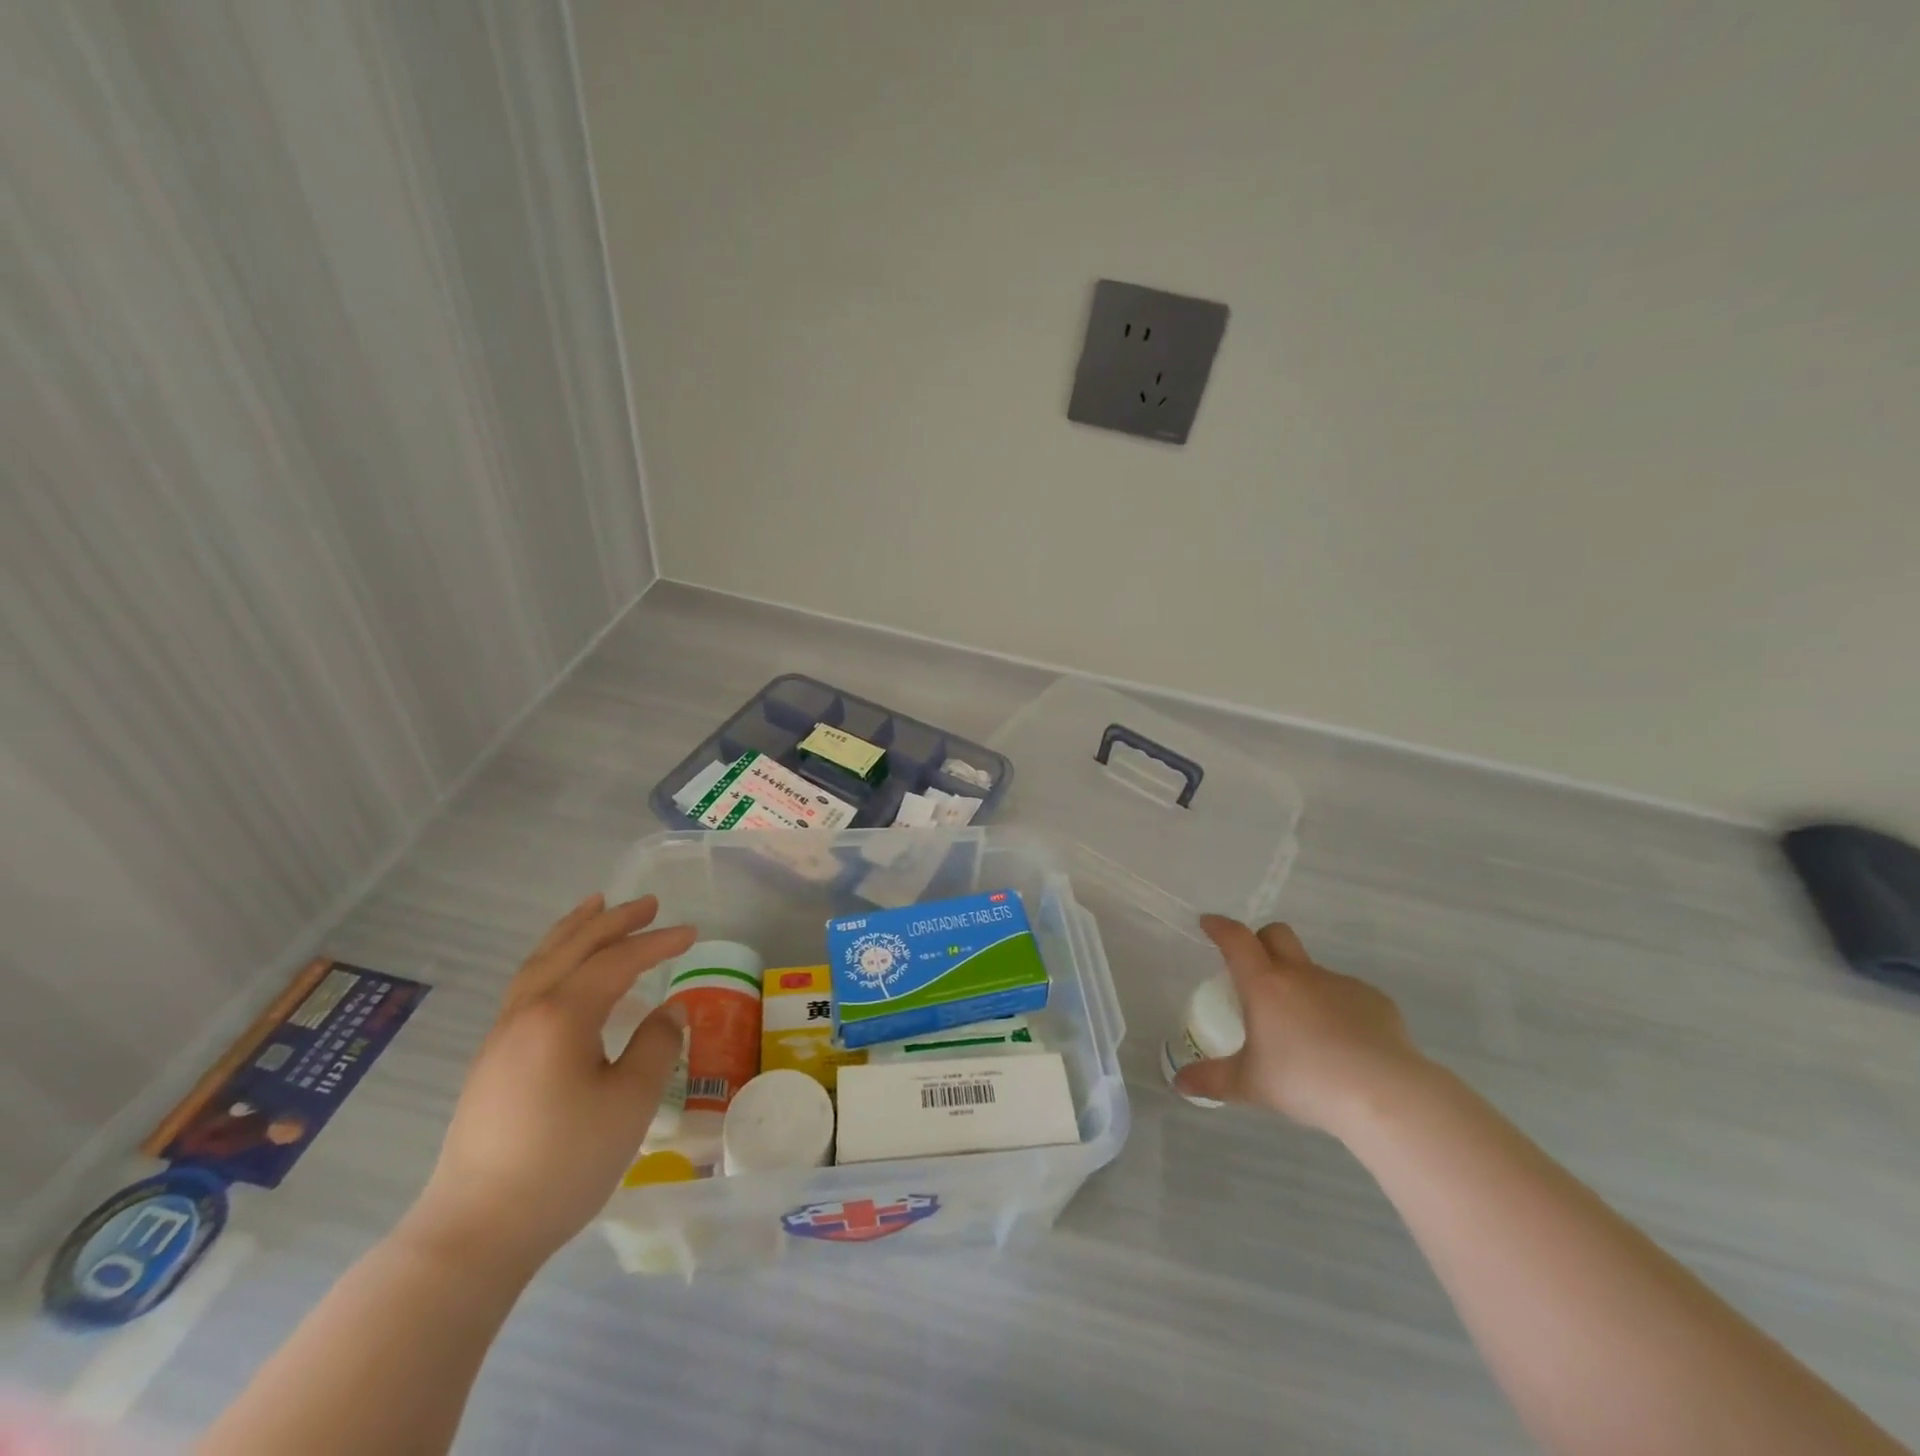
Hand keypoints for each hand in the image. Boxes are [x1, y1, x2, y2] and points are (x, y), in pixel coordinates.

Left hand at [408, 894, 696, 1268]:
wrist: (474, 1232)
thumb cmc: (563, 1162)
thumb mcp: (630, 1102)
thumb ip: (656, 1045)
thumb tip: (670, 1011)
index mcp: (561, 1015)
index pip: (617, 961)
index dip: (657, 943)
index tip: (693, 932)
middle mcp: (527, 1012)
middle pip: (573, 948)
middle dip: (613, 921)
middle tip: (648, 902)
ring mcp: (502, 1036)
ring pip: (541, 963)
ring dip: (574, 931)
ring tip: (595, 908)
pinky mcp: (492, 1061)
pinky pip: (527, 985)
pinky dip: (553, 960)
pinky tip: (565, 973)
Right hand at [1173, 916, 1425, 1133]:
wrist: (1385, 1094)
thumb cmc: (1306, 1082)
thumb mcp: (1250, 1085)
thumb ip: (1212, 1080)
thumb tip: (1179, 1082)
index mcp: (1264, 984)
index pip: (1236, 939)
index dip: (1219, 927)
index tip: (1208, 924)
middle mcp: (1300, 974)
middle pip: (1277, 934)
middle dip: (1260, 940)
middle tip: (1253, 965)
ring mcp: (1341, 984)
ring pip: (1312, 969)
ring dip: (1300, 983)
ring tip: (1303, 1027)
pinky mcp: (1375, 1001)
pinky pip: (1347, 994)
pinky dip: (1337, 1008)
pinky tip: (1344, 1044)